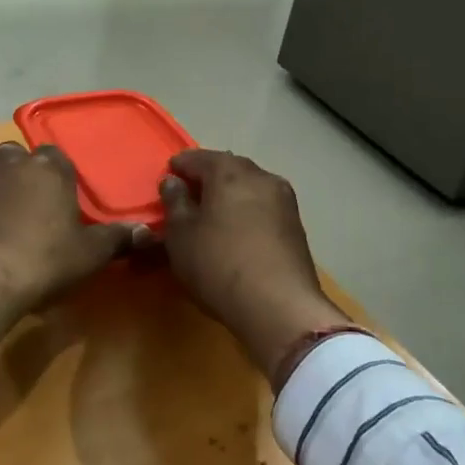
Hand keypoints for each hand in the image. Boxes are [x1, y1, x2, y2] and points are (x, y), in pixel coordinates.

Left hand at [0, 141, 146, 342]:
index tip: (61, 201)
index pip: (56, 157)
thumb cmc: (41, 261)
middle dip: (22, 176)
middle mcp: (7, 162)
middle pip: (17, 159)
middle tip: (29, 210)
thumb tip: (148, 231)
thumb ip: (116, 239)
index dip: (59, 177)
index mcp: (47, 168)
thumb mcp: (88, 255)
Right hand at [160, 150, 352, 389]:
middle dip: (208, 177)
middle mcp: (262, 178)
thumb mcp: (181, 235)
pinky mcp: (296, 227)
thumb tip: (174, 182)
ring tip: (211, 214)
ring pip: (249, 188)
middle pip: (229, 168)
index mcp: (230, 173)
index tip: (168, 176)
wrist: (279, 307)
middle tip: (188, 194)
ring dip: (230, 195)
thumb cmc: (218, 264)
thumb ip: (175, 202)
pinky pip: (263, 208)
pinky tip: (235, 231)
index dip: (180, 165)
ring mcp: (284, 202)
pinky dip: (246, 212)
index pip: (199, 157)